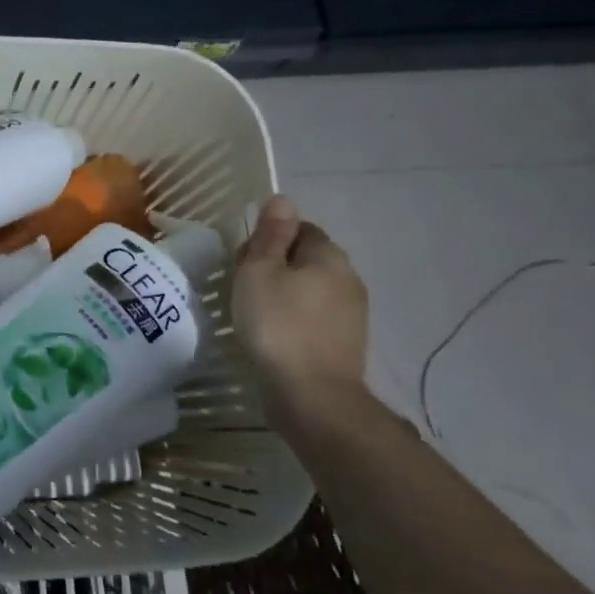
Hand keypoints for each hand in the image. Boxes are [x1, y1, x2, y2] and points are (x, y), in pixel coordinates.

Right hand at [232, 195, 369, 422]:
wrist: (311, 394)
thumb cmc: (277, 325)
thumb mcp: (260, 272)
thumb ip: (270, 235)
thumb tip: (282, 199)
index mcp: (329, 256)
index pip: (300, 229)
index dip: (269, 240)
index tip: (243, 262)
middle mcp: (348, 279)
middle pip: (306, 259)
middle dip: (276, 267)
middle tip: (243, 289)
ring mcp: (351, 314)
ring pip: (310, 290)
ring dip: (284, 295)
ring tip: (254, 315)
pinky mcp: (344, 344)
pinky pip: (314, 318)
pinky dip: (293, 320)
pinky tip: (274, 337)